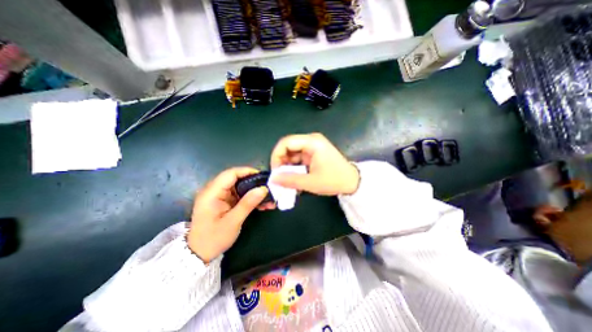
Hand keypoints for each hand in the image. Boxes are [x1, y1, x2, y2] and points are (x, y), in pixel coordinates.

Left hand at [187, 167, 268, 263]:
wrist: (200, 254)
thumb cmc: (213, 238)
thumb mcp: (233, 222)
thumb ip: (247, 203)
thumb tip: (263, 189)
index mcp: (211, 193)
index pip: (230, 174)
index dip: (247, 171)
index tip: (262, 176)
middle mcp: (214, 191)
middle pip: (236, 179)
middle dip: (253, 183)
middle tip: (268, 188)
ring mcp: (220, 196)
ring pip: (240, 187)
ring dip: (254, 191)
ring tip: (268, 199)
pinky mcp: (224, 201)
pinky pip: (240, 195)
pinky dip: (250, 198)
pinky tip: (262, 204)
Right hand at [269, 133, 360, 193]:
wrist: (352, 182)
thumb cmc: (334, 180)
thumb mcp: (311, 182)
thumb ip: (290, 180)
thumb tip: (273, 179)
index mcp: (312, 142)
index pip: (286, 142)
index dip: (276, 155)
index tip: (275, 171)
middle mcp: (311, 141)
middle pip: (288, 147)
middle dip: (281, 162)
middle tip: (280, 177)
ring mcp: (313, 147)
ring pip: (292, 154)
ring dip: (288, 166)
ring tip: (287, 180)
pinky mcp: (314, 153)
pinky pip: (298, 158)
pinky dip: (294, 167)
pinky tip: (294, 178)